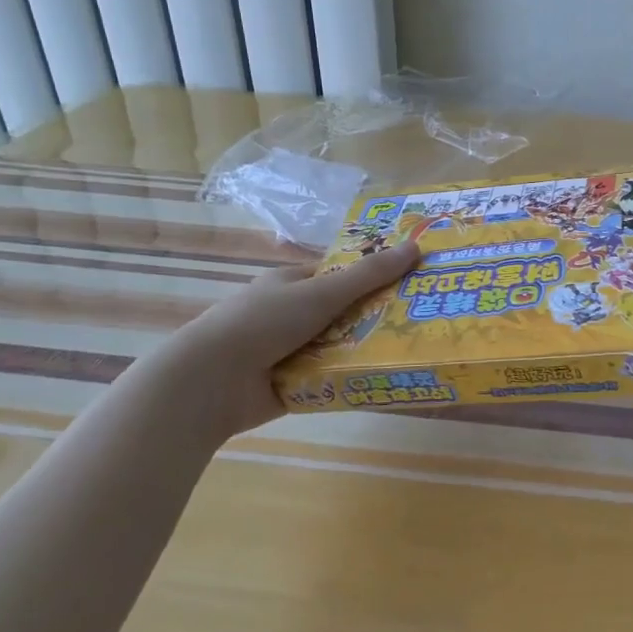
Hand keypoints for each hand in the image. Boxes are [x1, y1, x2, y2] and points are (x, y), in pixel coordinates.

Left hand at [163, 241, 420, 436]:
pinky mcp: (293, 385)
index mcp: (291, 284)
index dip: (373, 276)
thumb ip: (368, 275)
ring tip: (413, 351)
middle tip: (421, 319)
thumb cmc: (263, 322)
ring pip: (340, 347)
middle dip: (377, 317)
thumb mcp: (320, 292)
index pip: (340, 275)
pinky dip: (351, 378)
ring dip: (366, 350)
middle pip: (344, 313)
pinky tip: (385, 379)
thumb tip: (415, 246)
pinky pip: (331, 378)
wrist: (211, 382)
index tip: (411, 281)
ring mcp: (291, 351)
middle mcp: (291, 315)